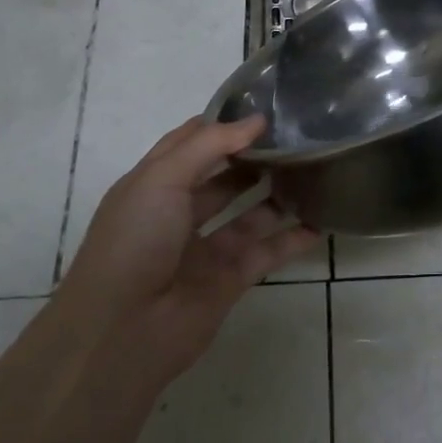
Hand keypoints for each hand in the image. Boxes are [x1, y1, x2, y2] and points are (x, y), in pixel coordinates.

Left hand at [57, 115, 318, 379]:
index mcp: (152, 186)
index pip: (190, 144)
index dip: (222, 125)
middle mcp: (177, 215)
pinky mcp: (228, 281)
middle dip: (253, 159)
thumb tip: (256, 120)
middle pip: (222, 179)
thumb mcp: (162, 178)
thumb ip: (210, 145)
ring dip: (276, 196)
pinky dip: (291, 239)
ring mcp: (204, 250)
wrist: (122, 333)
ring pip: (247, 216)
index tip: (263, 109)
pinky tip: (319, 222)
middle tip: (295, 139)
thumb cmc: (135, 241)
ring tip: (312, 172)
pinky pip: (266, 253)